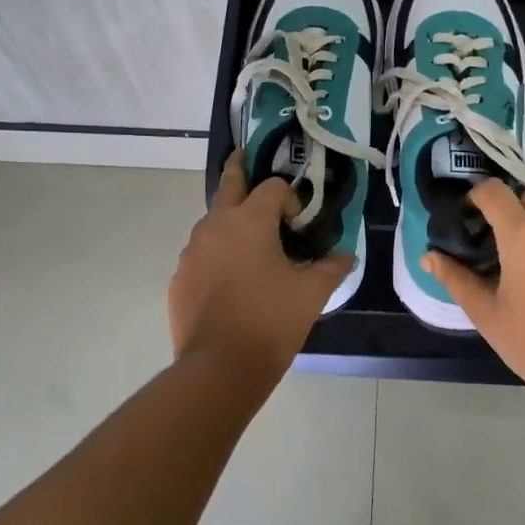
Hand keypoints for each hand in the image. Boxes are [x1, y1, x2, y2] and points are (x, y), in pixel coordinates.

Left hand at [168, 151, 352, 377]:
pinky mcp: (179, 277)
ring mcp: (192, 251)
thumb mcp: (311, 294)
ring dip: (230, 222)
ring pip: (212, 222)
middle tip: (246, 157)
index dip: (290, 197)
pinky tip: (230, 281)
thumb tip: (345, 256)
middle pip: (229, 184)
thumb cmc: (270, 321)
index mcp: (249, 220)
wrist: (219, 367)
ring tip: (249, 243)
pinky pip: (201, 255)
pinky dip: (216, 255)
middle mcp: (215, 225)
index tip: (300, 222)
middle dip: (239, 169)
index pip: (272, 187)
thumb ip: (331, 268)